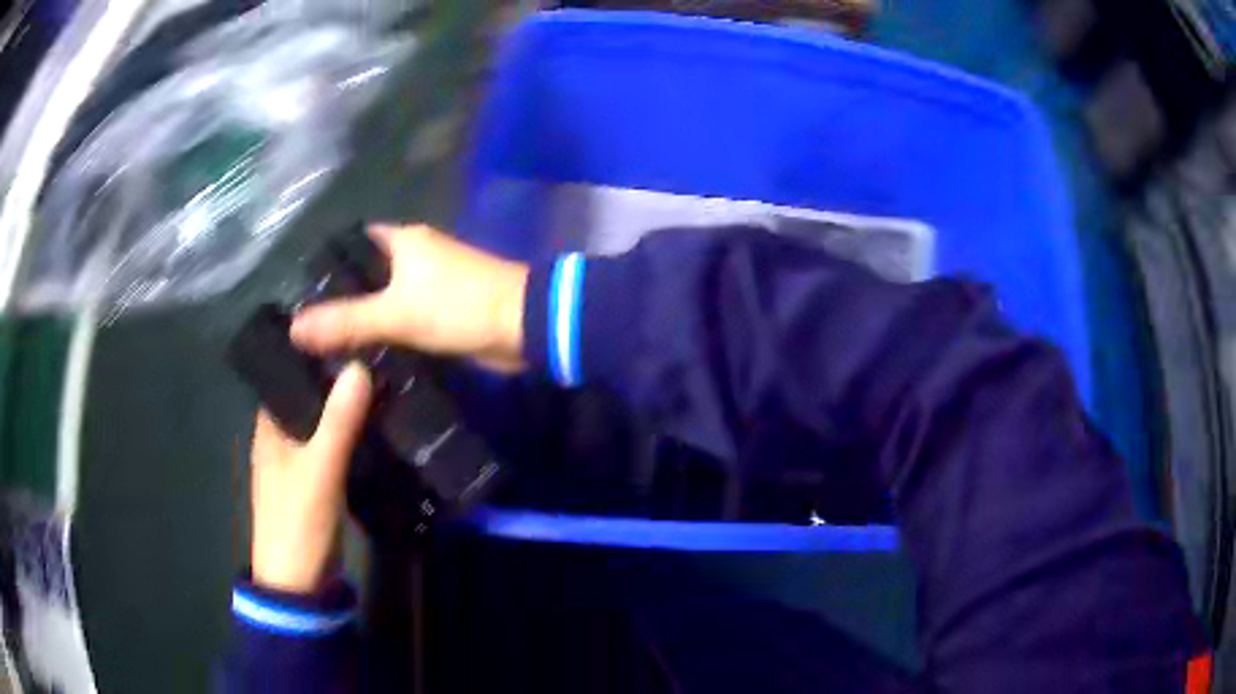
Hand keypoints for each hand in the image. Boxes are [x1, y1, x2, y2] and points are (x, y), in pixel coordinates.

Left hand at [250, 363, 372, 593]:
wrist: (300, 583)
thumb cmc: (297, 523)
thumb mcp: (318, 471)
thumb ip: (337, 423)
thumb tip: (360, 365)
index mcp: (270, 426)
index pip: (291, 375)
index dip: (317, 355)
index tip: (354, 334)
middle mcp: (283, 437)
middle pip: (312, 398)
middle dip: (340, 380)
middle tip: (382, 354)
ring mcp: (302, 461)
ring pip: (327, 423)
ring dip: (350, 408)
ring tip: (389, 380)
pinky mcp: (320, 481)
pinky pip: (338, 447)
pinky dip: (355, 435)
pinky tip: (381, 425)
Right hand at [290, 224, 527, 371]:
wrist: (524, 326)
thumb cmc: (459, 305)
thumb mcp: (396, 313)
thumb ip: (345, 321)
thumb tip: (293, 328)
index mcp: (403, 240)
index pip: (353, 244)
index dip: (326, 266)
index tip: (299, 293)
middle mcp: (415, 254)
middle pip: (367, 273)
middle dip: (341, 298)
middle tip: (307, 329)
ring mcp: (431, 283)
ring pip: (385, 298)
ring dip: (363, 317)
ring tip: (324, 347)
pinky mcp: (443, 310)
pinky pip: (404, 317)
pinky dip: (386, 331)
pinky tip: (363, 354)